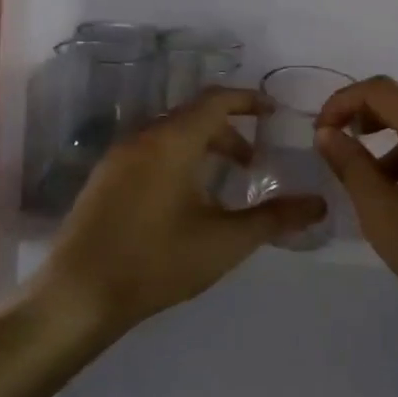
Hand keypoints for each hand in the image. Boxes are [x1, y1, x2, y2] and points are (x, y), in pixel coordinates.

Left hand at [42, 88, 327, 330]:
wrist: (78, 296)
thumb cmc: (157, 262)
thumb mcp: (225, 241)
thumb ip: (274, 218)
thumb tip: (319, 204)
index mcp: (173, 142)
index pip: (216, 100)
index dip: (248, 100)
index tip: (273, 113)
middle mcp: (143, 138)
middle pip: (193, 117)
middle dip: (228, 132)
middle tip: (253, 162)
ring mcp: (118, 158)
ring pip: (169, 135)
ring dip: (201, 147)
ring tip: (222, 183)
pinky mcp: (103, 179)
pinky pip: (149, 152)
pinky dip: (176, 159)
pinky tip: (184, 201)